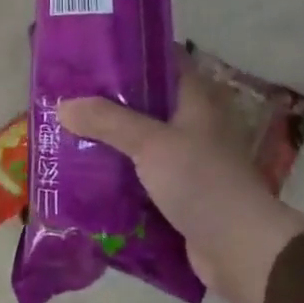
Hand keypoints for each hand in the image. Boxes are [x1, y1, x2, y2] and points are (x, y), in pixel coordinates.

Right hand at [58, 66, 303, 302]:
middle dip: (109, 100)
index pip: (164, 60)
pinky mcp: (179, 192)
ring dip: (111, 139)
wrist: (240, 249)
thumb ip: (107, 121)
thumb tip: (63, 107)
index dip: (131, 53)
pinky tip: (86, 172)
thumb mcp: (150, 143)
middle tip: (68, 95)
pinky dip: (118, 172)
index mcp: (196, 99)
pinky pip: (141, 174)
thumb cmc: (201, 181)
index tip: (92, 53)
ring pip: (141, 139)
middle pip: (146, 101)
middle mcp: (193, 124)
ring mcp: (187, 159)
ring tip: (68, 131)